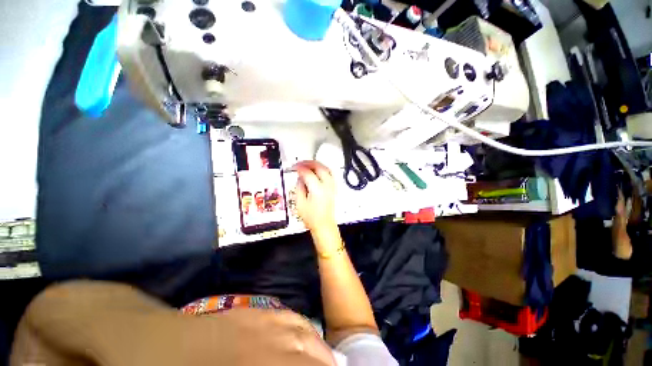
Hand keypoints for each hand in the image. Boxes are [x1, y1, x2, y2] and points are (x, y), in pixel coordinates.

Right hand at [294, 161, 335, 232]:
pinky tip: (317, 170)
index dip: (299, 168)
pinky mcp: (333, 188)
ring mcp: (331, 187)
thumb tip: (299, 178)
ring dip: (316, 164)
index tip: (294, 167)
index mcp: (317, 190)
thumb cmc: (312, 218)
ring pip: (326, 169)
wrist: (323, 225)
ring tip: (308, 165)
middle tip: (300, 163)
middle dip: (309, 163)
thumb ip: (299, 187)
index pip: (308, 173)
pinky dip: (323, 169)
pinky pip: (329, 174)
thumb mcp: (300, 203)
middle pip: (319, 167)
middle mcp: (326, 186)